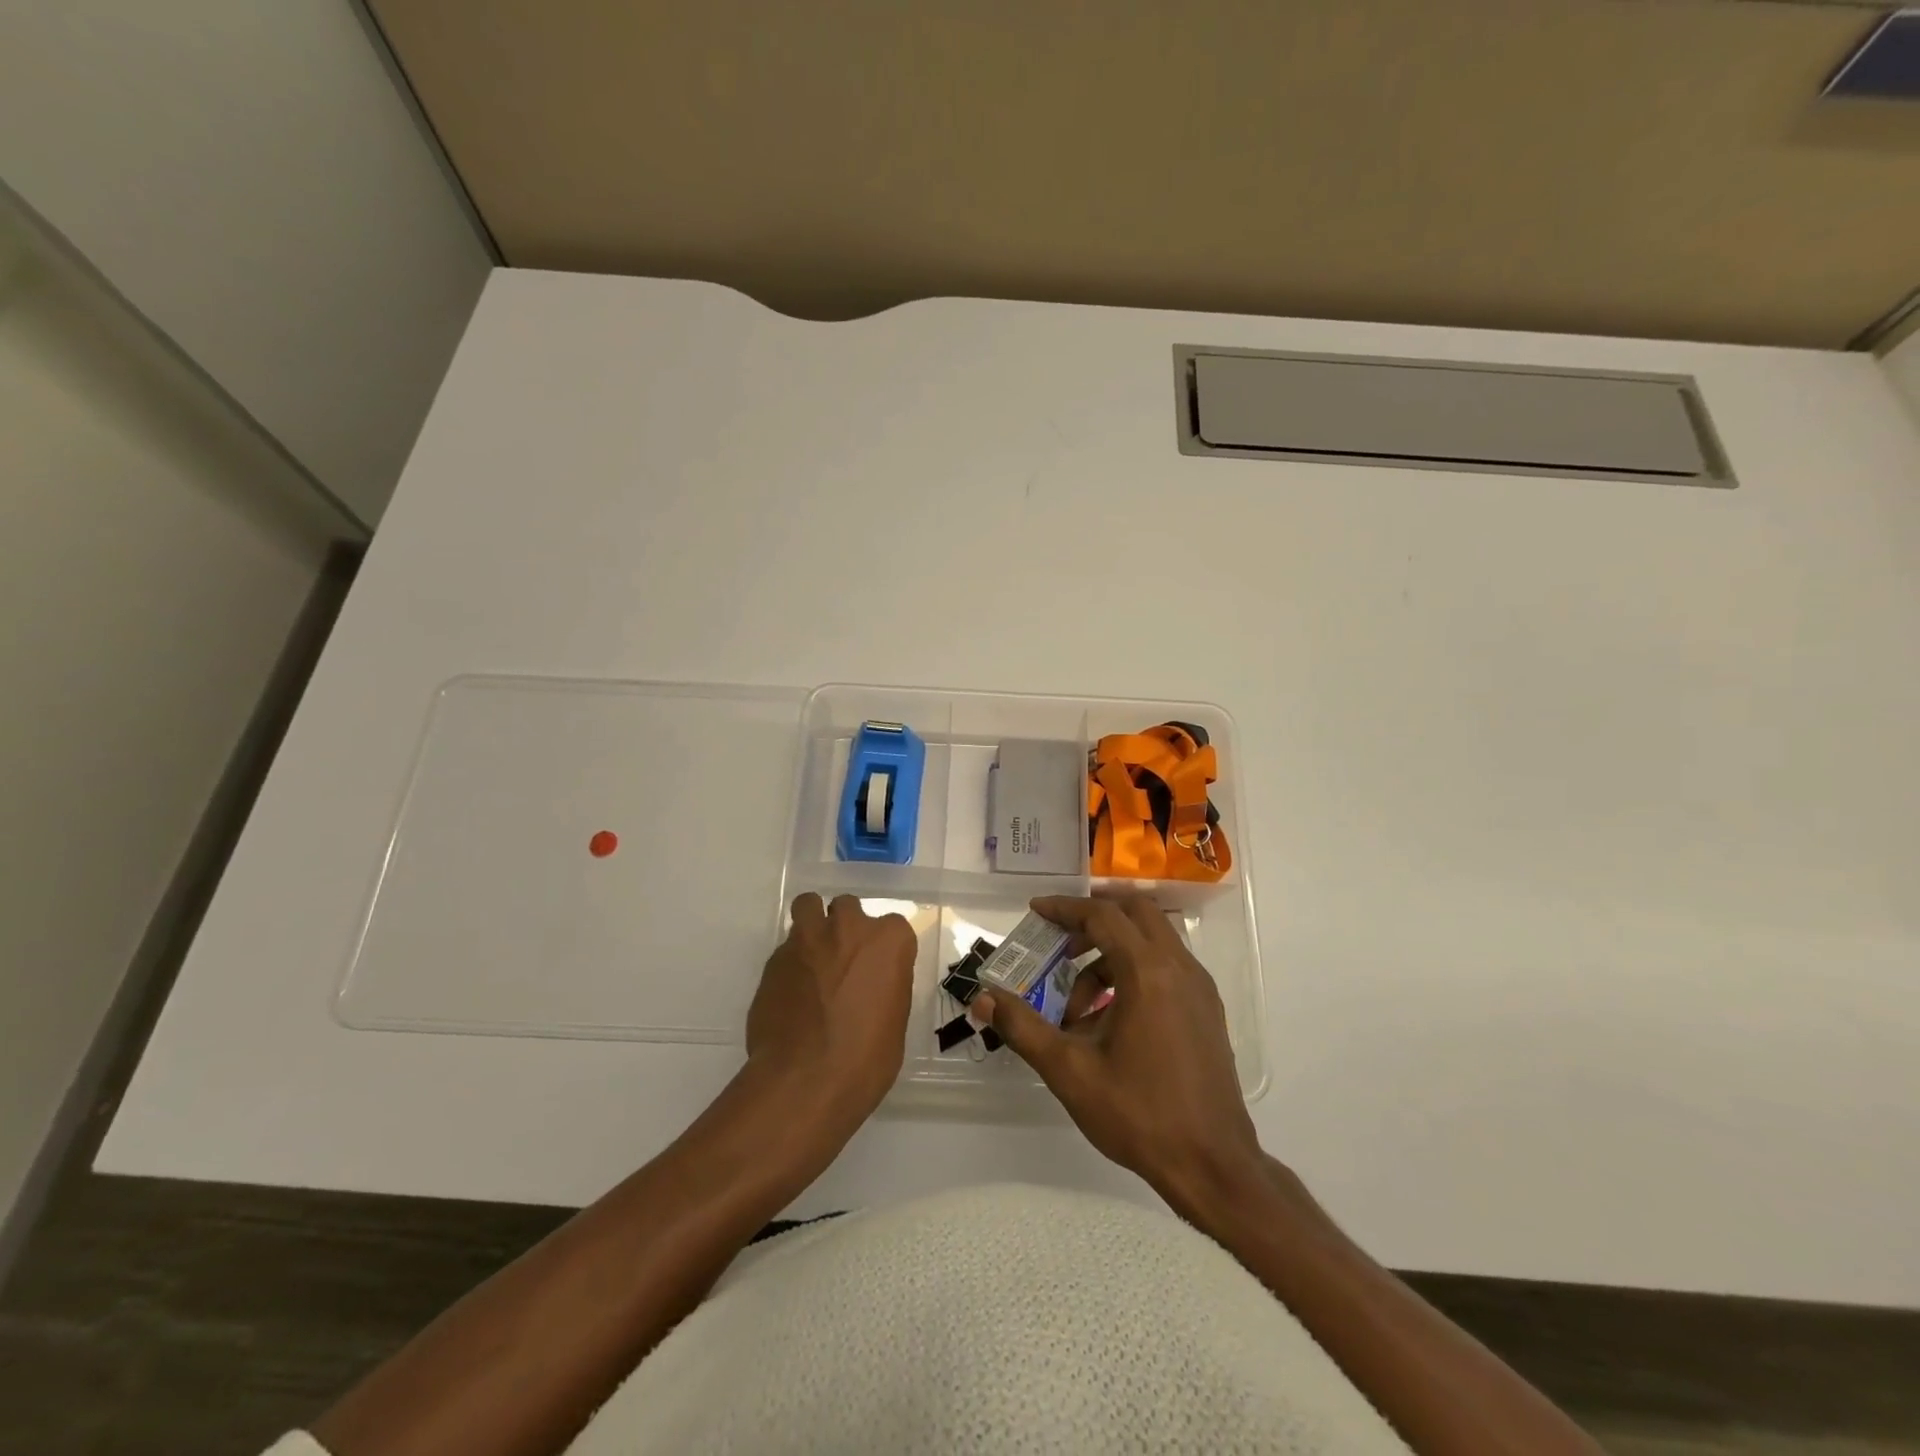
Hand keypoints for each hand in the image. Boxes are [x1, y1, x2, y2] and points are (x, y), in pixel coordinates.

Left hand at [746, 893, 915, 1132]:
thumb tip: (869, 986)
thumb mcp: (894, 1022)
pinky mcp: (774, 959)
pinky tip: (791, 995)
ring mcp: (807, 939)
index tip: (878, 972)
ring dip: (813, 924)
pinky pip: (786, 948)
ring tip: (813, 958)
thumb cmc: (866, 1058)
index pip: (893, 927)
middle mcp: (848, 927)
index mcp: (888, 941)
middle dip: (846, 928)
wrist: (805, 1081)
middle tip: (844, 963)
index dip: (884, 950)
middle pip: (848, 907)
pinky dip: (791, 963)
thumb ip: (883, 986)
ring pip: (809, 907)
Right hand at [973, 895, 1262, 1210]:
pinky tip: (1111, 1019)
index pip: (1102, 916)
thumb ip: (1022, 1027)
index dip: (1065, 909)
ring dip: (1111, 953)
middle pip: (1135, 913)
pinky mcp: (1207, 1010)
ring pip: (1152, 941)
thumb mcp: (1070, 1071)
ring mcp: (1199, 988)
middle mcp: (1179, 967)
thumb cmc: (1139, 1114)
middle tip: (1059, 944)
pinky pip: (1166, 967)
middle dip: (1093, 919)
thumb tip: (981, 998)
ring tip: (1078, 1005)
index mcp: (1148, 972)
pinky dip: (1134, 971)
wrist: (1213, 1166)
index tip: (1035, 911)